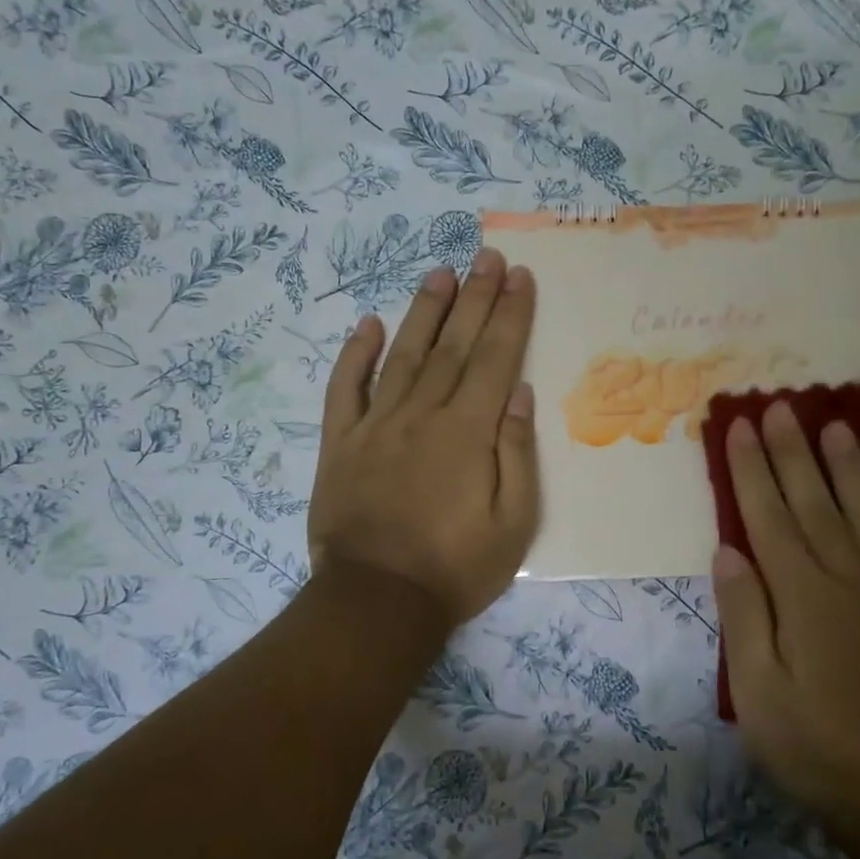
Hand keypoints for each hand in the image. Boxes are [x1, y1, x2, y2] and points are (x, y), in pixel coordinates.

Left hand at [309, 247, 539, 628]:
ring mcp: (375, 425)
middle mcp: (422, 415)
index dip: (509, 314)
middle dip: (474, 297)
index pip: (494, 358)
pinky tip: (368, 325)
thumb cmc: (456, 568)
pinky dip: (355, 355)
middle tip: (486, 256)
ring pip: (403, 354)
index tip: (519, 276)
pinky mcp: (340, 444)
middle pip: (453, 345)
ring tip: (439, 272)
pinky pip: (346, 389)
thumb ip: (517, 453)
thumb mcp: (514, 523)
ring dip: (423, 310)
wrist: (376, 602)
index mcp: (468, 432)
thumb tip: (519, 392)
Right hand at [712, 402, 859, 832]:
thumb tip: (728, 551)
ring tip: (836, 425)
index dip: (751, 470)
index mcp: (802, 596)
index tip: (739, 427)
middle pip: (815, 503)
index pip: (769, 517)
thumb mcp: (759, 694)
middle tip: (781, 406)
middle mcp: (850, 580)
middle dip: (793, 452)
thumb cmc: (820, 750)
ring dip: (850, 468)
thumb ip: (745, 617)